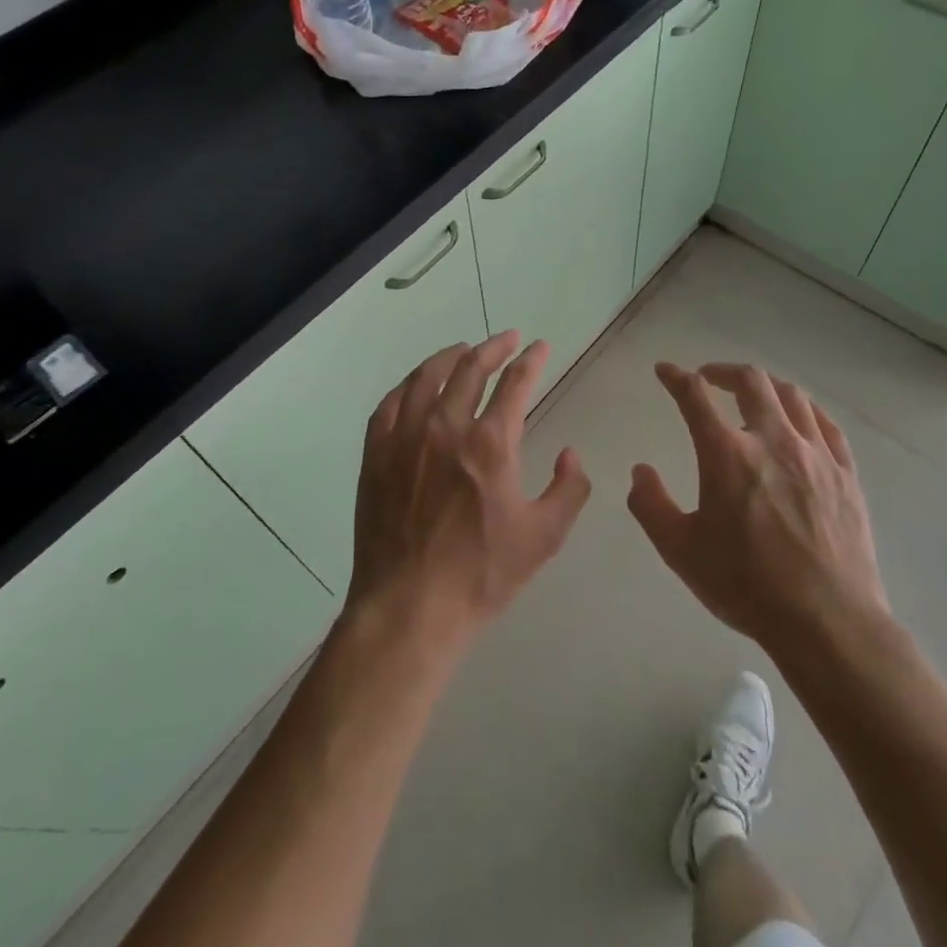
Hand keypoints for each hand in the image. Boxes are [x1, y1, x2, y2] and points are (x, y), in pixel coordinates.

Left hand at [345, 332, 591, 657]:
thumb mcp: (544, 537)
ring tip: (462, 349)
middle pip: (470, 368)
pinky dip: (407, 386)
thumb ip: (569, 489)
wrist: (410, 607)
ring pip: (426, 378)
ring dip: (449, 357)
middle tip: (507, 339)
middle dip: (493, 347)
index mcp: (490, 444)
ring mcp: (404, 438)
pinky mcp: (376, 455)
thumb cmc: (481, 574)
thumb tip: (571, 454)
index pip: (516, 383)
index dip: (531, 360)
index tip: (539, 346)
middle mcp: (445, 427)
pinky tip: (415, 386)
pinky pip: (389, 405)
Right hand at [628, 362, 888, 656]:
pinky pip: (827, 425)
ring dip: (766, 385)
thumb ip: (651, 505)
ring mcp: (815, 455)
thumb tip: (640, 471)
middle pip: (751, 382)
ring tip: (754, 392)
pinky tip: (800, 417)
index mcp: (727, 454)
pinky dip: (807, 410)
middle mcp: (772, 440)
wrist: (826, 621)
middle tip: (709, 378)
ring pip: (792, 396)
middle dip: (723, 371)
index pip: (695, 396)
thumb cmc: (746, 585)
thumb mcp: (680, 551)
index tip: (665, 371)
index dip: (676, 377)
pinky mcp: (846, 474)